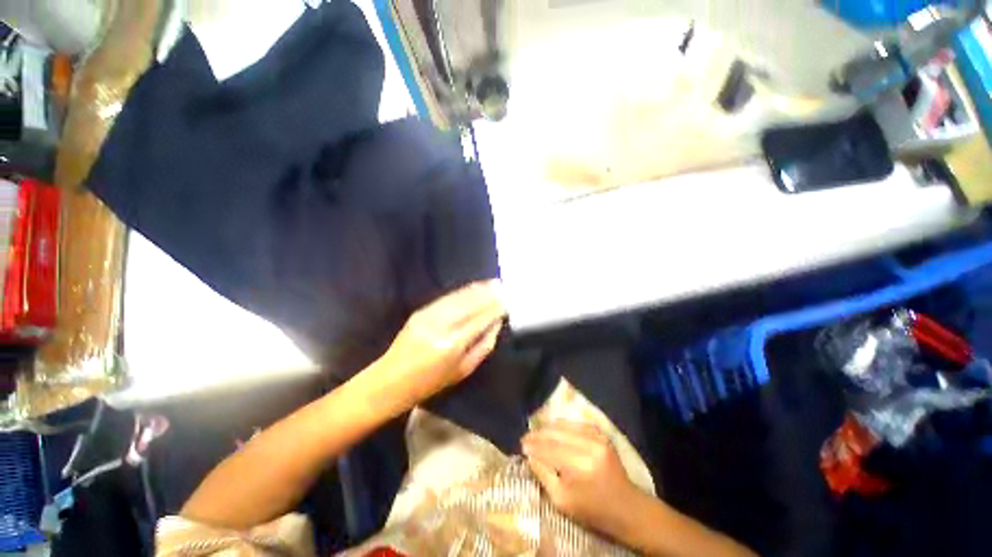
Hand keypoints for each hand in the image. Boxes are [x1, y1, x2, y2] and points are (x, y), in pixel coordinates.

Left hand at [374, 280, 504, 409]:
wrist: (392, 380)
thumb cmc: (432, 382)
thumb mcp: (464, 370)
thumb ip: (484, 345)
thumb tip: (497, 323)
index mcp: (453, 344)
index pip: (480, 319)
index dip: (495, 309)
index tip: (507, 302)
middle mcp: (441, 325)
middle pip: (470, 304)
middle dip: (488, 294)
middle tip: (503, 287)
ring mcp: (429, 316)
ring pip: (459, 297)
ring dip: (477, 289)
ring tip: (492, 283)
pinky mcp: (420, 311)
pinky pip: (447, 298)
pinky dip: (462, 291)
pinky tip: (473, 287)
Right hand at [522, 422, 642, 539]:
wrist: (627, 507)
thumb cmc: (593, 510)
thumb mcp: (562, 501)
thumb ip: (544, 475)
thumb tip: (530, 455)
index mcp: (580, 467)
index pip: (549, 450)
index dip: (533, 446)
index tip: (521, 444)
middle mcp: (589, 447)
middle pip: (556, 434)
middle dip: (538, 434)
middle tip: (526, 436)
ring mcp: (598, 437)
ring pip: (565, 426)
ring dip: (548, 428)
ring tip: (536, 432)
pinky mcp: (602, 433)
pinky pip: (576, 423)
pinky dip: (562, 425)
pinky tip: (553, 428)